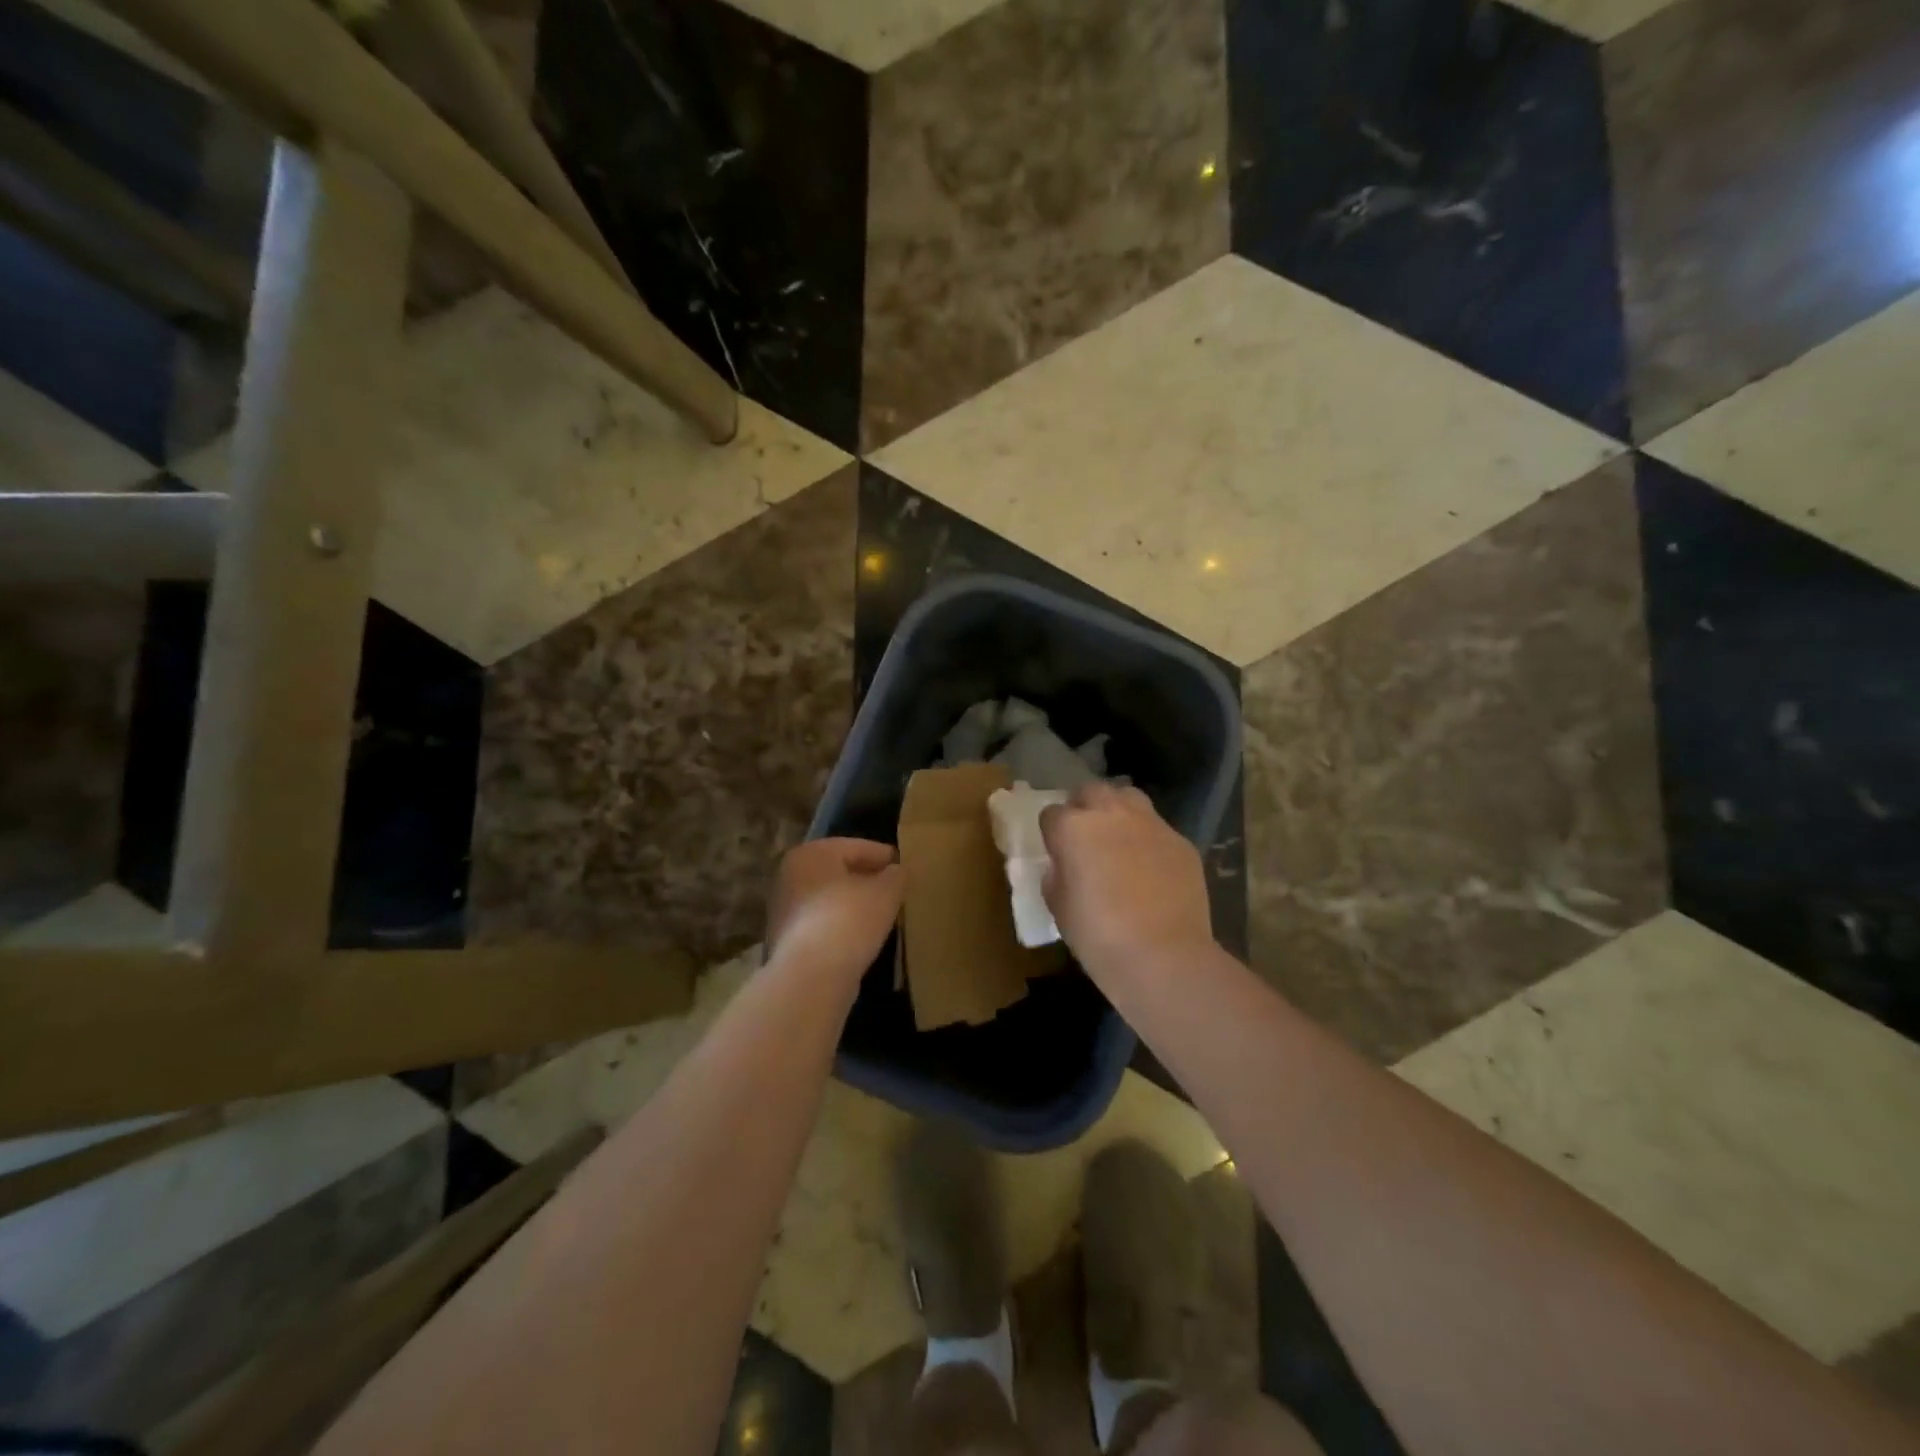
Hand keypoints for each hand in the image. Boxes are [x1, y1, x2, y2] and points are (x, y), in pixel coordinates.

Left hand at [765, 838, 903, 983]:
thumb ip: (895, 876)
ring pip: (828, 898)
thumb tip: (895, 872)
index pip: (855, 847)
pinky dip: (840, 925)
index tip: (903, 865)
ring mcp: (784, 909)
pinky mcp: (785, 940)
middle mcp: (790, 875)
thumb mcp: (886, 892)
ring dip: (852, 904)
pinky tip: (861, 936)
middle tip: (893, 889)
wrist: (811, 976)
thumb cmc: (850, 919)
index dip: (883, 855)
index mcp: (811, 853)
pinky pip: (821, 923)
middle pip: (838, 872)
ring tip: (881, 913)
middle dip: (865, 879)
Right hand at [1039, 783, 1213, 977]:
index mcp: (1073, 829)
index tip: (1056, 852)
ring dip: (1118, 811)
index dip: (1052, 833)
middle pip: (1091, 791)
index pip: (1052, 814)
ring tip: (1118, 839)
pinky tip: (1151, 868)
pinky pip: (1158, 829)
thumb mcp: (1059, 909)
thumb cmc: (1098, 937)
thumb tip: (1063, 867)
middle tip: (1085, 836)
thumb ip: (1056, 877)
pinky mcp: (1181, 841)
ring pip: (1129, 797)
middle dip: (1084, 807)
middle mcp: (1111, 814)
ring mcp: (1151, 824)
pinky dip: (1149, 840)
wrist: (1163, 957)